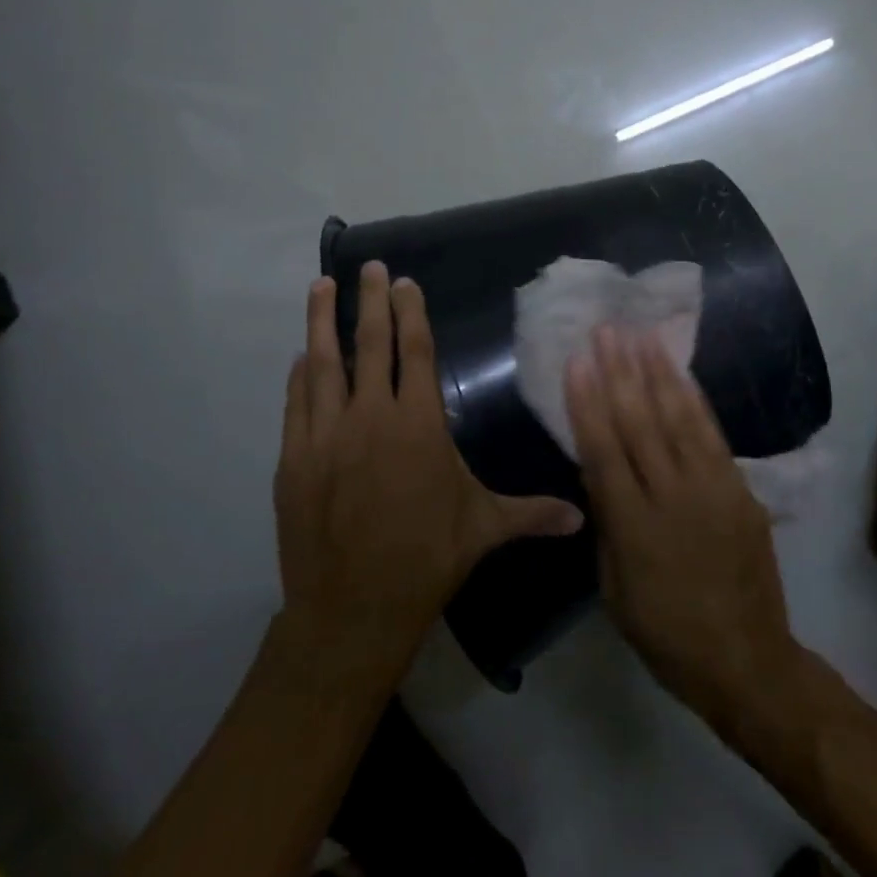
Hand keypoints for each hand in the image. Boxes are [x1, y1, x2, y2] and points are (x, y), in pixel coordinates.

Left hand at [276, 264, 583, 689]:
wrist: (352, 610)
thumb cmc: (426, 558)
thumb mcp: (484, 528)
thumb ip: (531, 513)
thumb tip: (582, 518)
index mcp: (418, 424)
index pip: (415, 352)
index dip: (411, 313)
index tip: (404, 282)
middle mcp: (370, 417)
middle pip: (371, 345)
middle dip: (371, 302)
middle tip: (368, 266)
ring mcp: (326, 436)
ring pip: (324, 365)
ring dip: (324, 323)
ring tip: (322, 287)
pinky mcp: (295, 460)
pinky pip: (297, 404)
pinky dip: (300, 376)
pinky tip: (302, 357)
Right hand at [565, 327, 803, 730]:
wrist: (745, 658)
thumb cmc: (666, 633)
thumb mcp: (615, 589)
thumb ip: (608, 524)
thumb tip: (598, 471)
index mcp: (633, 527)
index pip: (603, 450)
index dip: (588, 402)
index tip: (578, 361)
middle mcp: (672, 496)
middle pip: (640, 422)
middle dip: (620, 371)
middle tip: (608, 329)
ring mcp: (712, 488)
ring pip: (678, 418)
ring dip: (657, 372)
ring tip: (641, 334)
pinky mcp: (740, 488)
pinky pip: (713, 435)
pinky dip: (695, 399)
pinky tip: (680, 372)